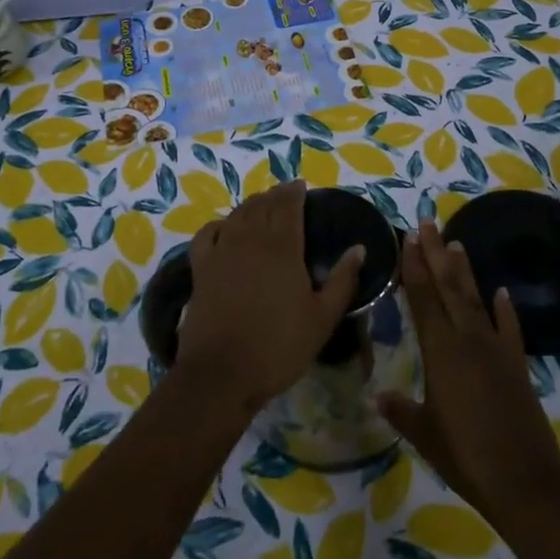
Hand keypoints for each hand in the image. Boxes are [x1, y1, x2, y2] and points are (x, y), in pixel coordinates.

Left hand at [174, 180, 363, 415]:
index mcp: (283, 247)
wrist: (222, 372)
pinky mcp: (200, 268)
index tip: (302, 186)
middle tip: (286, 194)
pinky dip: (218, 224)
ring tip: (262, 205)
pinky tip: (224, 227)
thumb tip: (359, 248)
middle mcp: (251, 239)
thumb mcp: (323, 318)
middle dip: (275, 195)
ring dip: (251, 205)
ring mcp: (222, 251)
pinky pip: (207, 234)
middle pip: (263, 205)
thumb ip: (343, 280)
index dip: (295, 191)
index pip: (288, 206)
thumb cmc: (279, 346)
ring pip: (237, 214)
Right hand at [378, 217, 559, 519]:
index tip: (408, 237)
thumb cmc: (465, 456)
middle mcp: (467, 339)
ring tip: (456, 242)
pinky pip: (509, 328)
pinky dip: (505, 308)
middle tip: (427, 223)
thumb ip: (401, 410)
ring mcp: (495, 348)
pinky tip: (501, 291)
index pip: (423, 298)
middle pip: (448, 287)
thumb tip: (377, 393)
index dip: (414, 267)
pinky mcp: (517, 364)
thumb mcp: (424, 434)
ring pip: (475, 299)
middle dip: (436, 253)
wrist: (524, 480)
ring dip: (464, 270)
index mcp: (440, 351)